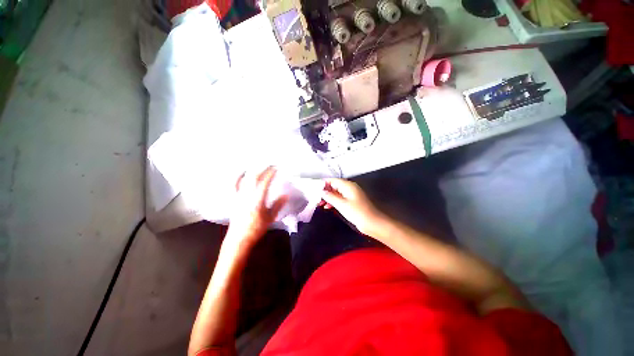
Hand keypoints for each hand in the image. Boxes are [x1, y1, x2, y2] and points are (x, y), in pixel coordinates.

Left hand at [226, 167, 287, 248]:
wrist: (238, 239)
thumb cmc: (256, 229)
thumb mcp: (270, 218)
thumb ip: (277, 205)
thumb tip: (285, 195)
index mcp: (257, 200)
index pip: (264, 182)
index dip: (270, 174)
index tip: (276, 168)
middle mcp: (246, 195)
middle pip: (254, 177)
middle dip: (262, 169)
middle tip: (270, 165)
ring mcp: (239, 196)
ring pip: (244, 179)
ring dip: (253, 171)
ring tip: (259, 166)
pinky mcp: (234, 199)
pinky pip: (235, 185)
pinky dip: (239, 177)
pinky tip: (242, 173)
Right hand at [321, 178, 388, 237]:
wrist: (372, 222)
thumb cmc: (357, 212)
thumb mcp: (341, 204)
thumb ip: (330, 196)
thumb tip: (321, 191)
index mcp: (347, 185)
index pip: (333, 180)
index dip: (323, 184)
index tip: (314, 189)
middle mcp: (349, 188)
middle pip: (334, 186)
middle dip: (325, 191)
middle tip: (316, 198)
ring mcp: (350, 195)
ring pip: (336, 193)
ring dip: (328, 197)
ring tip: (320, 204)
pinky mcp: (351, 201)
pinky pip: (340, 198)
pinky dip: (334, 201)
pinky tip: (327, 207)